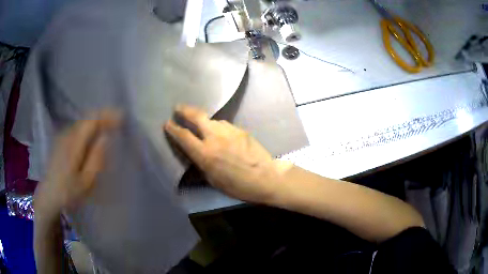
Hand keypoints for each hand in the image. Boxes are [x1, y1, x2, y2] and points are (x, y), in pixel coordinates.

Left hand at [34, 110, 119, 219]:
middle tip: (119, 121)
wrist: (48, 196)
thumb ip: (96, 159)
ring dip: (96, 122)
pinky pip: (78, 128)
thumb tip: (105, 137)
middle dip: (103, 116)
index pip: (91, 120)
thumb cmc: (68, 192)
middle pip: (87, 118)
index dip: (107, 115)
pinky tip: (93, 136)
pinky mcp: (61, 141)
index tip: (122, 117)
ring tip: (109, 127)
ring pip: (82, 122)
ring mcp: (62, 136)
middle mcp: (67, 134)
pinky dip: (88, 128)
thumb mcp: (86, 182)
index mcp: (74, 144)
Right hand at [164, 105, 290, 203]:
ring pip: (211, 119)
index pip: (183, 136)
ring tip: (200, 123)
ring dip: (203, 120)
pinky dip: (217, 126)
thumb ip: (201, 164)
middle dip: (184, 110)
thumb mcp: (214, 180)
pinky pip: (224, 124)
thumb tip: (195, 155)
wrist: (266, 177)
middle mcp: (214, 137)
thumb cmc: (238, 186)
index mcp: (205, 154)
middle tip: (178, 108)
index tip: (167, 123)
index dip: (173, 129)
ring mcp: (229, 131)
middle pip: (196, 116)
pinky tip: (219, 132)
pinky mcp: (240, 129)